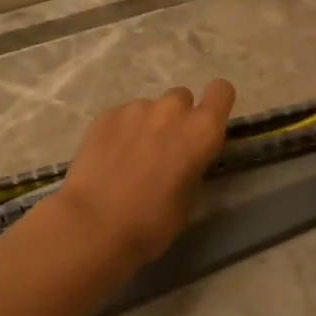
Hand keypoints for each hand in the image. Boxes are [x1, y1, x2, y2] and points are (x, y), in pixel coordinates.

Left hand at [54, 80, 235, 271]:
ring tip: (130, 157)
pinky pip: (122, 116)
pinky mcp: (106, 115)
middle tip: (163, 148)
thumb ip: (192, 165)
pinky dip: (120, 131)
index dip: (215, 104)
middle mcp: (172, 110)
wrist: (94, 225)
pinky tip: (108, 158)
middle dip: (176, 118)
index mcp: (202, 131)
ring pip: (149, 108)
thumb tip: (182, 159)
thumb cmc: (152, 223)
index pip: (221, 91)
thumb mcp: (188, 198)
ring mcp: (136, 108)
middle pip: (181, 99)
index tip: (205, 124)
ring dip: (147, 125)